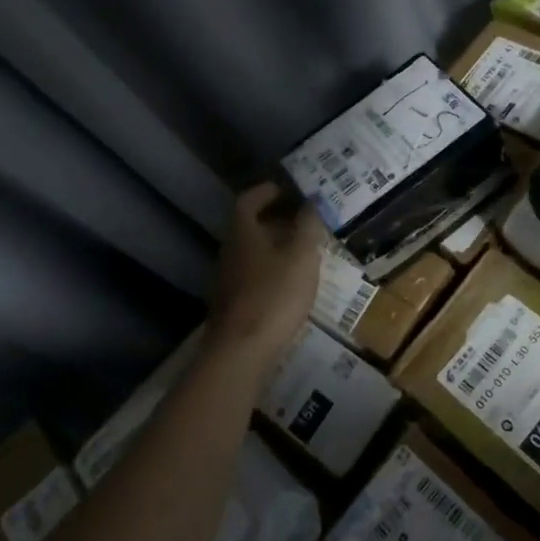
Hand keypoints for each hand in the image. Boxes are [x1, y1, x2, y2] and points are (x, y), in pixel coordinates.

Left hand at [206, 182, 326, 358]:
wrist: (241, 351)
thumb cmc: (274, 295)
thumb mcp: (301, 256)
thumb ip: (308, 225)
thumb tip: (312, 200)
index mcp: (243, 233)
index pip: (248, 201)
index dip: (265, 192)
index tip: (285, 189)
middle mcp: (230, 251)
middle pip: (249, 228)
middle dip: (275, 221)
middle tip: (303, 222)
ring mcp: (227, 280)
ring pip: (252, 254)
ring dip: (275, 248)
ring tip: (304, 253)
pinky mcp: (232, 305)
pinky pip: (253, 277)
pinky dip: (271, 272)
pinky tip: (291, 285)